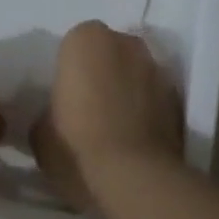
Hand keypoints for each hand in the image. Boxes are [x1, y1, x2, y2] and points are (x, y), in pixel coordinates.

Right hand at [31, 21, 182, 211]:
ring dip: (126, 91)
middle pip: (109, 53)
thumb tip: (56, 115)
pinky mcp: (179, 100)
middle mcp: (127, 43)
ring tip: (112, 128)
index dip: (68, 73)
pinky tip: (133, 139)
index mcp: (86, 39)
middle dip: (101, 74)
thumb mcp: (39, 132)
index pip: (72, 46)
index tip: (63, 99)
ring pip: (135, 75)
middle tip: (87, 109)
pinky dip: (146, 111)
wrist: (133, 178)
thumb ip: (47, 111)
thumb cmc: (76, 146)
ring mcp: (158, 70)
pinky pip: (153, 99)